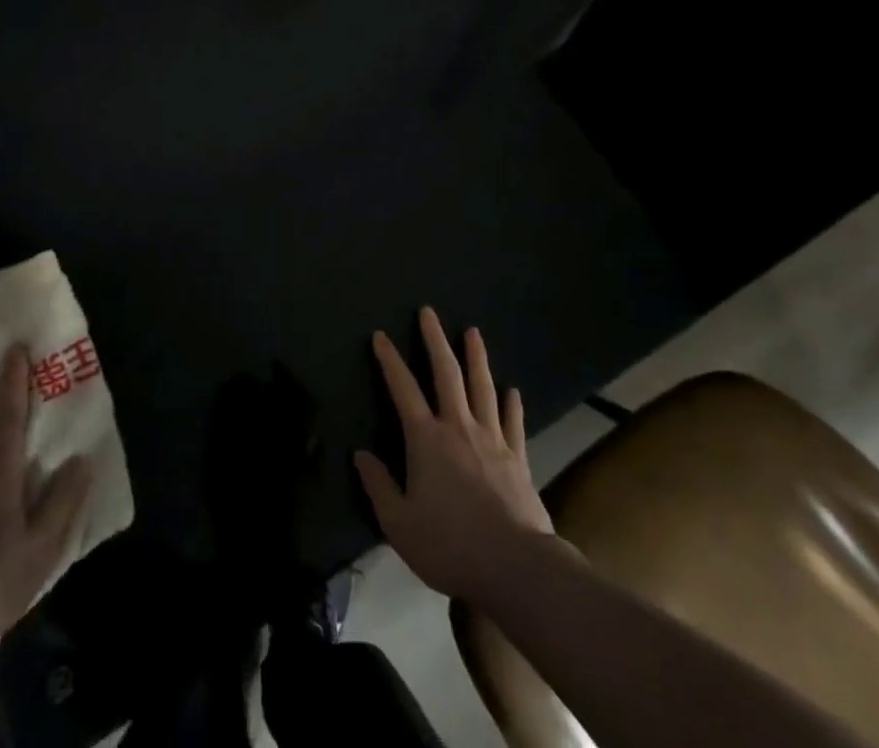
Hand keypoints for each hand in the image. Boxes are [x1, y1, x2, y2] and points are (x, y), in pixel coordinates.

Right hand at [355, 308, 553, 600]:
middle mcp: (458, 427)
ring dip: (476, 357)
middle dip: (435, 340)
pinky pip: (513, 422)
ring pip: (482, 387)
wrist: (515, 566)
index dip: (389, 360)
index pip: (403, 389)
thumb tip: (360, 454)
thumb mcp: (400, 524)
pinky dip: (512, 403)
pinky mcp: (517, 457)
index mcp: (426, 439)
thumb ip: (378, 486)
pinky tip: (512, 390)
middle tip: (429, 312)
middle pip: (446, 373)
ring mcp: (492, 439)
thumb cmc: (451, 544)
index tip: (380, 336)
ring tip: (473, 331)